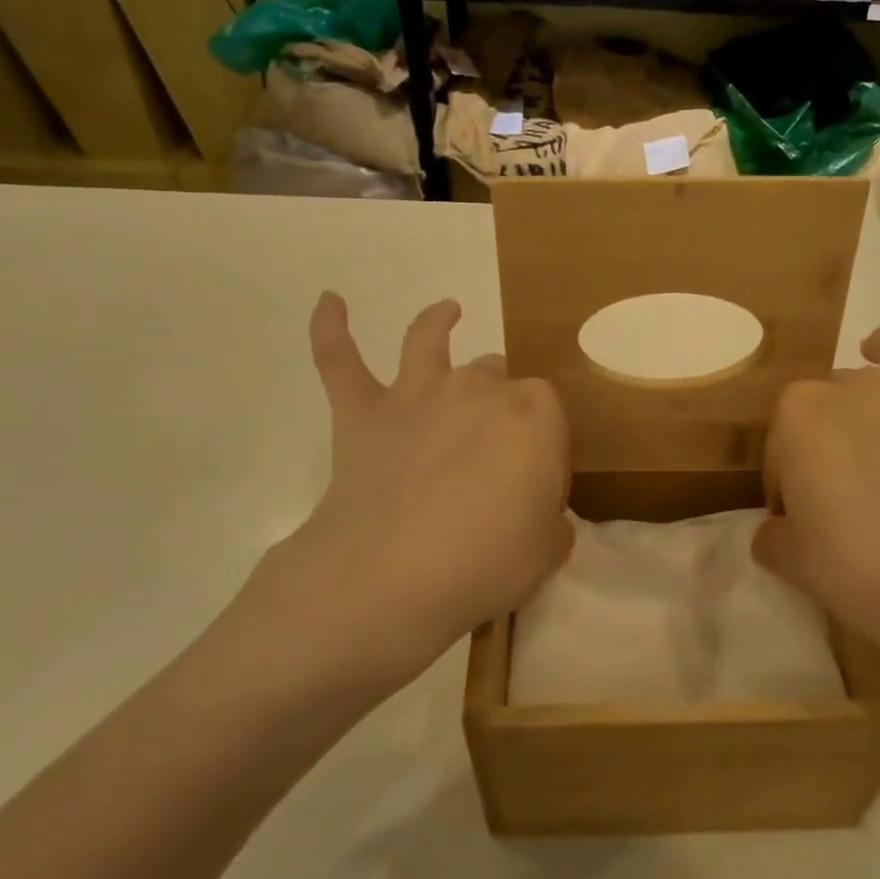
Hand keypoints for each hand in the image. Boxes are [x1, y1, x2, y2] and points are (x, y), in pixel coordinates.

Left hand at [228, 293, 572, 694]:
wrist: (390, 578)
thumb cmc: (485, 563)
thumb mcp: (549, 550)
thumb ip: (551, 521)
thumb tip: (535, 513)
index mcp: (534, 413)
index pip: (549, 417)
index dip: (545, 451)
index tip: (537, 491)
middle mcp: (477, 387)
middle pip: (496, 378)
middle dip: (501, 403)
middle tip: (494, 455)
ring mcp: (416, 394)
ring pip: (428, 341)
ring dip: (438, 322)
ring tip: (447, 310)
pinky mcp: (363, 414)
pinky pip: (340, 361)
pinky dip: (331, 330)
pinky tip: (329, 301)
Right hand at [753, 294, 879, 711]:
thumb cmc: (866, 571)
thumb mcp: (794, 563)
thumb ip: (775, 538)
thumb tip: (781, 530)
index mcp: (802, 415)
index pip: (782, 445)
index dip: (787, 484)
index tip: (801, 523)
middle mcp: (858, 385)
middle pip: (833, 401)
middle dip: (830, 437)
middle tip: (846, 497)